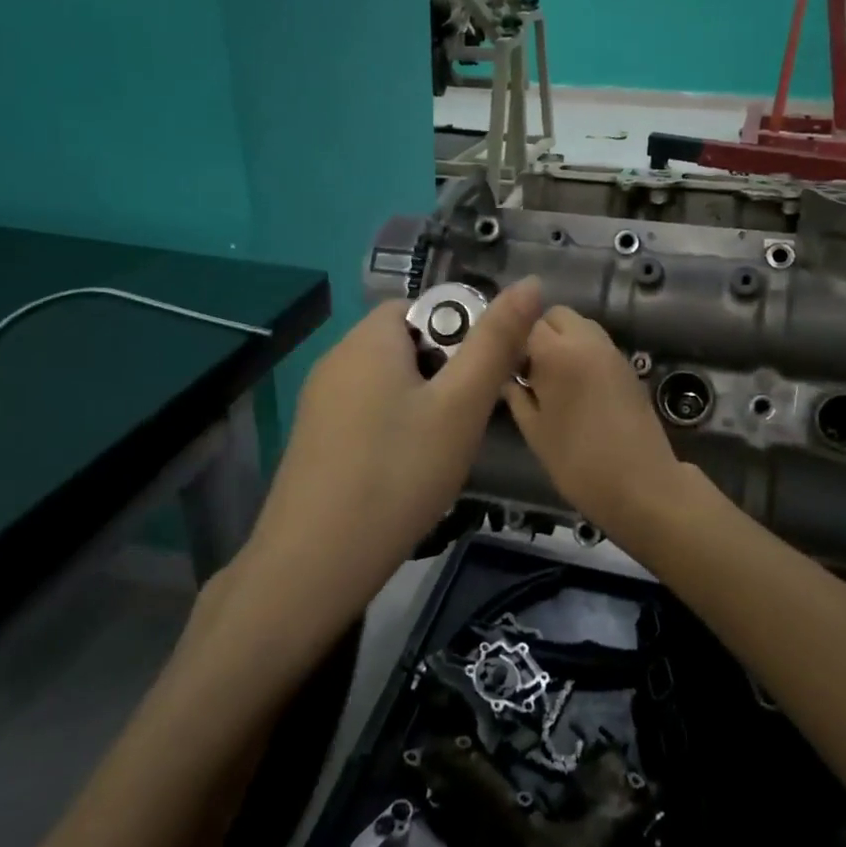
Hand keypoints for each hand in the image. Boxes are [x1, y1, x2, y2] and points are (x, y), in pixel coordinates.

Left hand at [236, 279, 543, 628]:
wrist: (315, 563)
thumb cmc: (399, 474)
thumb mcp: (460, 407)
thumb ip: (496, 343)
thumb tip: (530, 282)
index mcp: (369, 339)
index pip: (424, 306)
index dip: (462, 333)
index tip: (481, 381)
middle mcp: (337, 359)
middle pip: (406, 344)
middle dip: (445, 372)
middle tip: (467, 420)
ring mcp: (320, 401)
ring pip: (388, 382)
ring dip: (422, 403)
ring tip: (442, 449)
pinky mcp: (315, 438)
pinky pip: (367, 413)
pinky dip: (394, 428)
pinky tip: (405, 470)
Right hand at [503, 306, 686, 537]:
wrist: (642, 485)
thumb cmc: (578, 461)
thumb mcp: (534, 432)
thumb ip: (517, 396)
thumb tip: (508, 379)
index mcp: (558, 353)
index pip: (526, 323)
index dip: (514, 343)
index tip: (508, 370)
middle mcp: (587, 341)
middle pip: (557, 315)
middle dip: (540, 334)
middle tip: (531, 372)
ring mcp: (613, 352)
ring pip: (580, 327)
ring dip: (563, 342)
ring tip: (554, 381)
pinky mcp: (629, 367)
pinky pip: (598, 346)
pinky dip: (583, 354)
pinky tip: (577, 390)